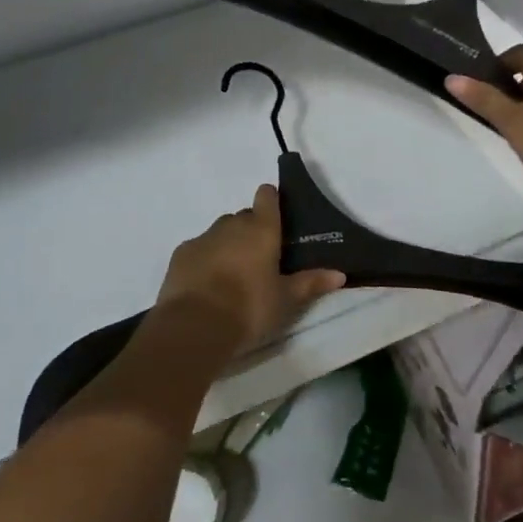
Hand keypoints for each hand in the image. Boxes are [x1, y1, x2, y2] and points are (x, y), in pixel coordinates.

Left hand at [157, 185, 345, 352]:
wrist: (195, 325)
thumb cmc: (249, 308)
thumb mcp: (285, 300)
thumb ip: (311, 283)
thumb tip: (340, 274)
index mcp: (261, 229)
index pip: (267, 196)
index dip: (271, 201)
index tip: (276, 217)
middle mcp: (232, 224)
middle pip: (244, 217)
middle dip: (251, 231)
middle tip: (260, 260)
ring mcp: (204, 236)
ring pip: (220, 232)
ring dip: (228, 245)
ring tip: (233, 276)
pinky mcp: (182, 252)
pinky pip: (199, 248)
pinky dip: (205, 259)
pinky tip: (207, 284)